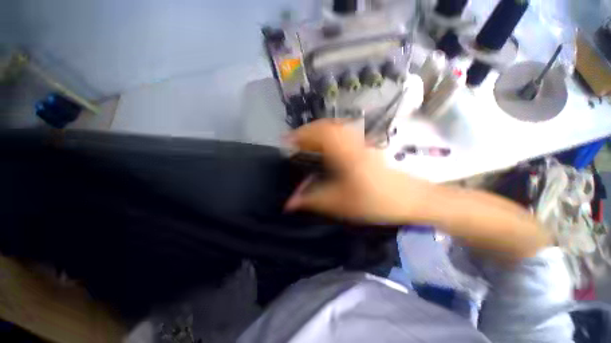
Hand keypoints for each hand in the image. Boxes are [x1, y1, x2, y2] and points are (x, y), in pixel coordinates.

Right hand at [284, 119, 432, 223]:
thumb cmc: (374, 201)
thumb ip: (312, 200)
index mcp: (344, 152)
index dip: (299, 134)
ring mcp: (361, 141)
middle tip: (294, 143)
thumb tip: (288, 204)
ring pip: (335, 128)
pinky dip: (329, 136)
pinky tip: (326, 148)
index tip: (285, 141)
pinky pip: (343, 134)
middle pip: (325, 126)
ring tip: (307, 144)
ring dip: (318, 133)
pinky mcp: (366, 145)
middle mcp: (352, 141)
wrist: (410, 198)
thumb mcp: (339, 203)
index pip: (318, 133)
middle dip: (306, 132)